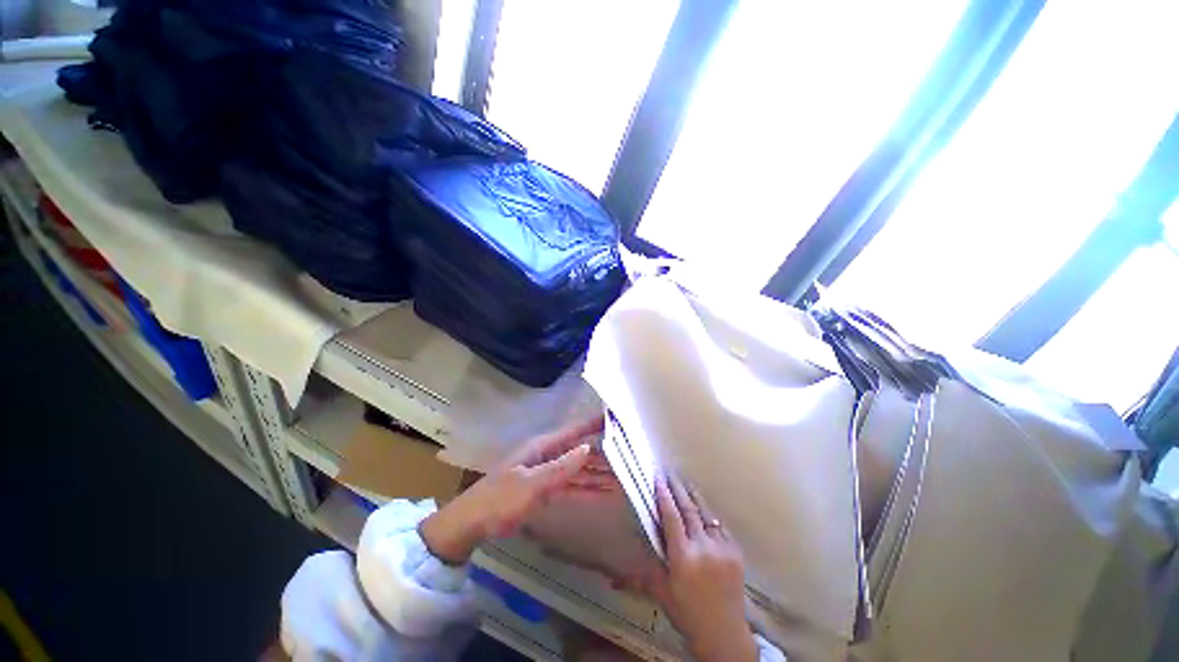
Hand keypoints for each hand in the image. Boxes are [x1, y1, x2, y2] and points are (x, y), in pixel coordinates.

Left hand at [419, 417, 614, 564]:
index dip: (595, 423)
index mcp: (545, 446)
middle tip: (631, 454)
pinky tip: (606, 493)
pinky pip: (573, 486)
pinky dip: (589, 489)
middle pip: (582, 450)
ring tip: (625, 477)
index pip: (576, 430)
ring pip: (581, 470)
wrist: (474, 522)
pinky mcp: (548, 490)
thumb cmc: (500, 498)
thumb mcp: (531, 484)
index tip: (618, 417)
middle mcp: (550, 455)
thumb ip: (561, 467)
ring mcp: (549, 473)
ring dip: (601, 474)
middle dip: (605, 453)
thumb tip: (589, 448)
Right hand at [624, 477, 757, 661]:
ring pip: (706, 514)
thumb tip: (617, 573)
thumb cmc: (688, 615)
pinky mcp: (736, 552)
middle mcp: (703, 548)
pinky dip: (709, 515)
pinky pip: (720, 526)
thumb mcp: (662, 593)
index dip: (664, 495)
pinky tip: (704, 510)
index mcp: (683, 557)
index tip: (658, 479)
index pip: (671, 517)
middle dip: (678, 490)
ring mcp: (722, 548)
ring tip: (686, 484)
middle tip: (670, 475)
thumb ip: (643, 573)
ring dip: (694, 497)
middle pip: (689, 510)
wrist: (725, 637)